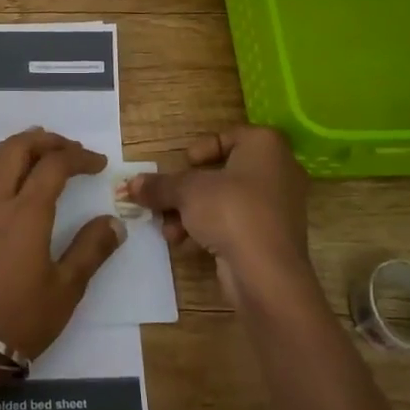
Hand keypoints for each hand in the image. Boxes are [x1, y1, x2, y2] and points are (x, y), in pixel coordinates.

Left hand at [0, 128, 125, 363]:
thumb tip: (114, 222)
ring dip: (14, 146)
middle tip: (68, 148)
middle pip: (17, 149)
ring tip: (34, 149)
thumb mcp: (67, 288)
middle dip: (46, 141)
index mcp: (26, 214)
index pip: (54, 166)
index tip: (98, 164)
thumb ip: (92, 248)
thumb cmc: (22, 319)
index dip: (79, 157)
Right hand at [127, 126, 312, 309]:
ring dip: (192, 214)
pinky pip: (236, 225)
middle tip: (164, 201)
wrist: (266, 272)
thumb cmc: (230, 211)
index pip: (230, 137)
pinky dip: (211, 231)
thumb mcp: (186, 191)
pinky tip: (185, 245)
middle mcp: (279, 171)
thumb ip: (159, 185)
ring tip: (169, 230)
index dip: (201, 149)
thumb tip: (131, 185)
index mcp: (266, 146)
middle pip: (223, 174)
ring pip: (226, 202)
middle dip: (188, 191)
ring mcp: (279, 207)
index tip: (182, 164)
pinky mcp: (273, 238)